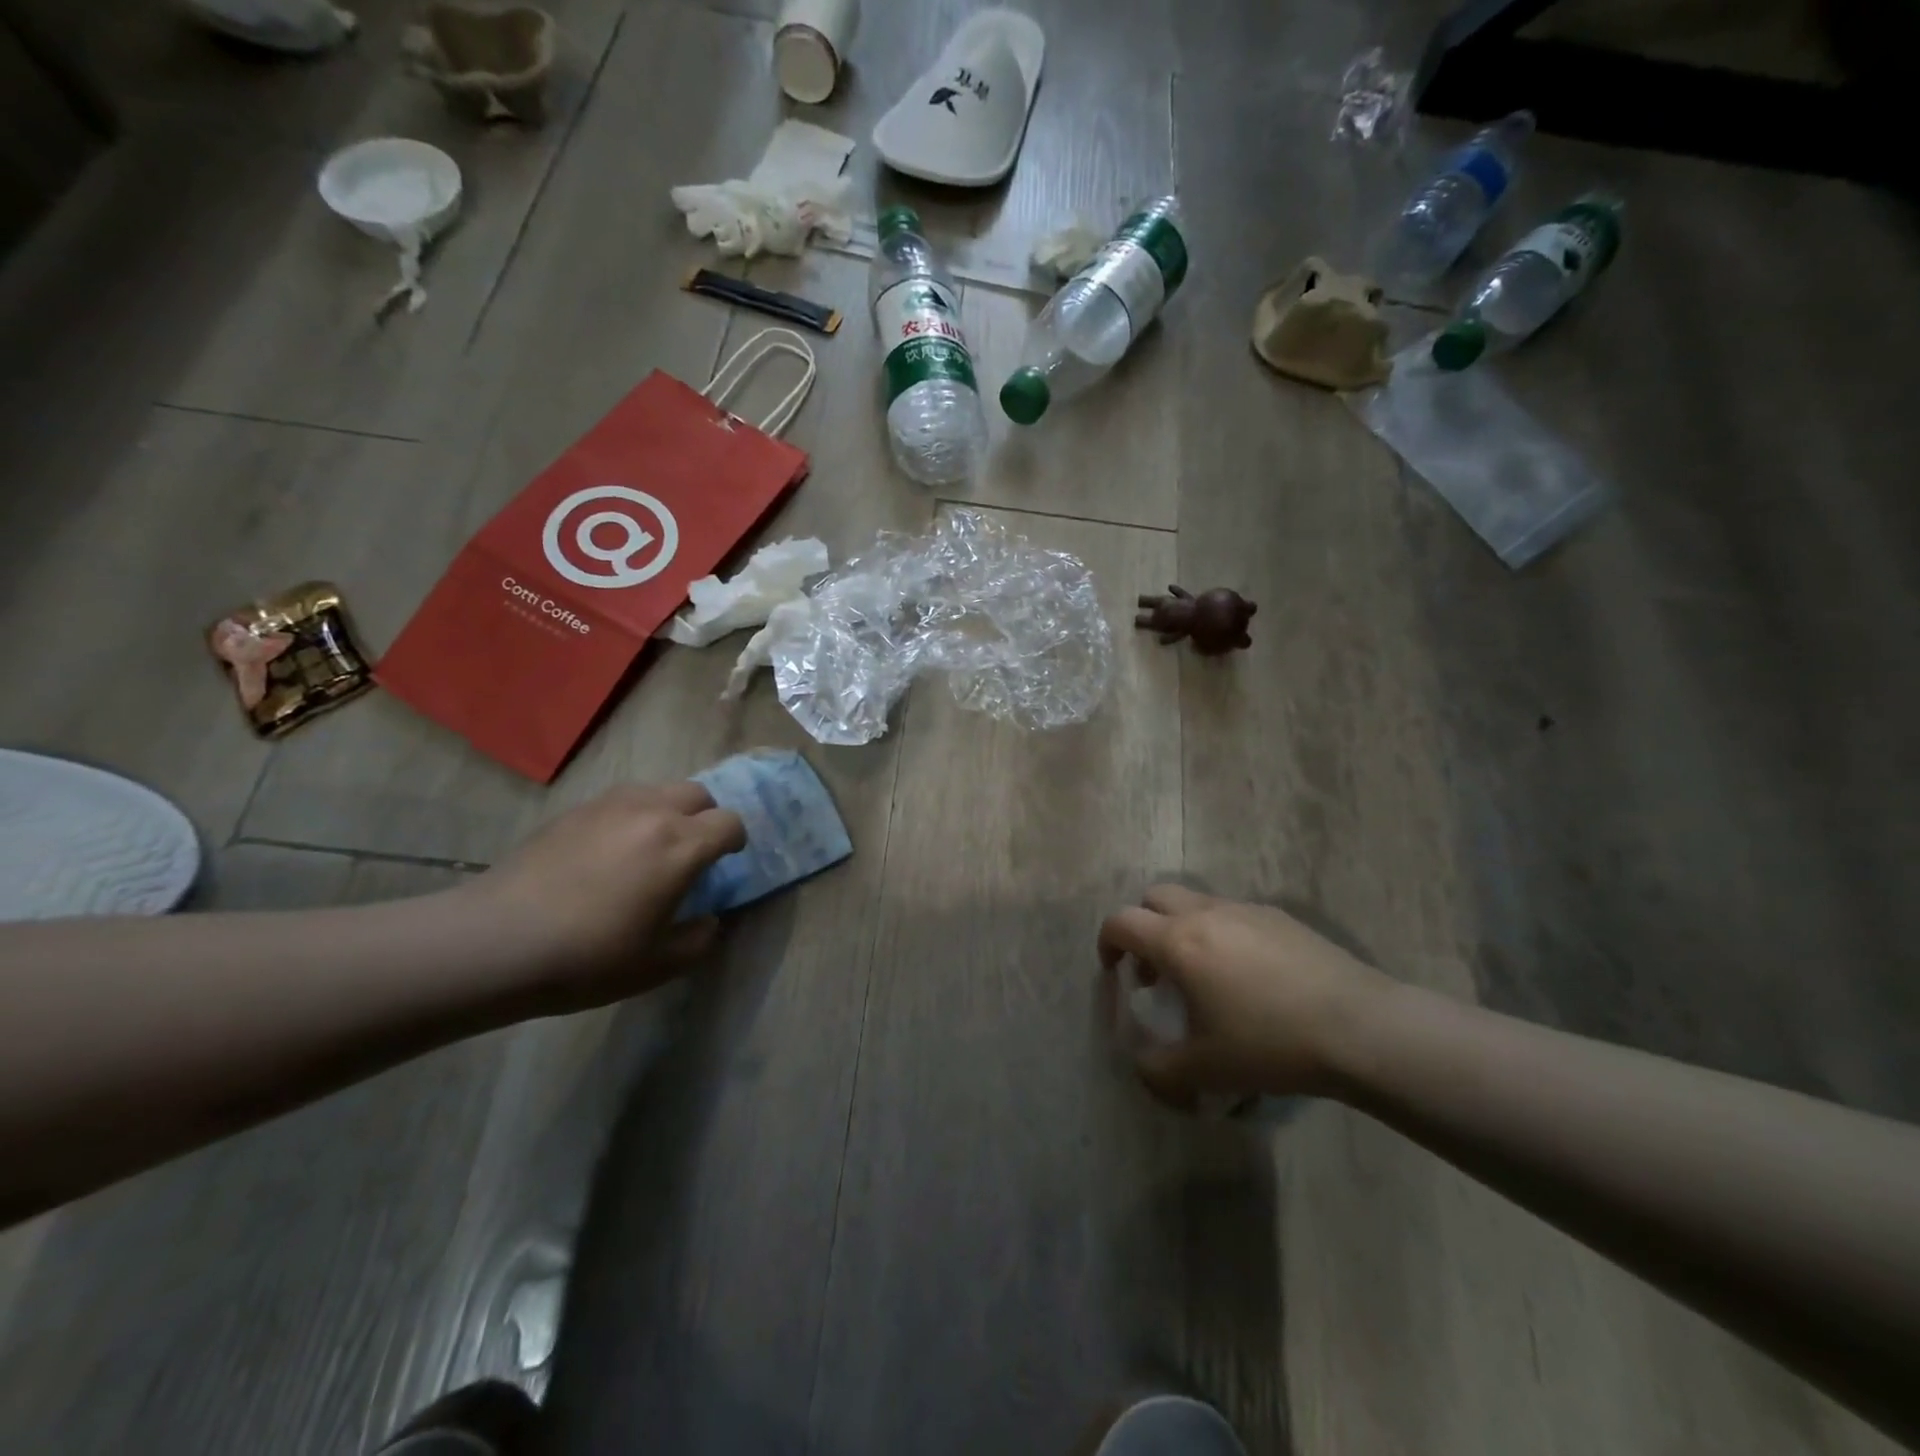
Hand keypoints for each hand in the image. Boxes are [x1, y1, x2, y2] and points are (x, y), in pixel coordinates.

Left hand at [462, 782, 745, 1013]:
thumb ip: (698, 939)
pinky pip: (619, 801)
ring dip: (667, 812)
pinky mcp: (573, 811)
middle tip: (691, 852)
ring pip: (657, 790)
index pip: (729, 822)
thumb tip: (708, 919)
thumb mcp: (658, 965)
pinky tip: (607, 853)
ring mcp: (608, 806)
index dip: (735, 841)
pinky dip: (630, 817)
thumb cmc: (588, 957)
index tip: (726, 861)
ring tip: (649, 848)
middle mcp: (651, 812)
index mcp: (680, 845)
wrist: (496, 942)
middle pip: (697, 794)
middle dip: (705, 817)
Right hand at [1097, 886, 1393, 1103]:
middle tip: (1155, 970)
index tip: (1114, 971)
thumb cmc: (1271, 1045)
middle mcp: (1206, 914)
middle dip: (1144, 927)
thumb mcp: (1205, 1071)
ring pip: (1196, 902)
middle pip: (1155, 897)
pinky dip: (1221, 933)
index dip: (1107, 943)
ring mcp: (1246, 910)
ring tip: (1203, 977)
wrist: (1360, 1028)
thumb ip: (1159, 1070)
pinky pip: (1234, 914)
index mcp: (1178, 942)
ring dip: (1183, 929)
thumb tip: (1142, 1065)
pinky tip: (1248, 978)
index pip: (1121, 922)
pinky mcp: (1281, 917)